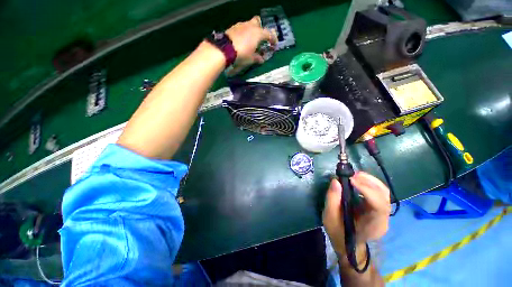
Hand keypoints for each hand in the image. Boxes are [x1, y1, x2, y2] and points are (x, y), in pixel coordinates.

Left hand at [225, 16, 277, 74]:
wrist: (225, 49)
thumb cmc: (242, 54)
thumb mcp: (251, 59)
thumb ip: (257, 58)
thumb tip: (261, 59)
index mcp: (258, 33)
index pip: (269, 34)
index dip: (273, 39)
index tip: (273, 45)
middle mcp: (251, 26)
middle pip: (258, 22)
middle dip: (260, 29)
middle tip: (260, 39)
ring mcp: (241, 25)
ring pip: (249, 24)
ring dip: (251, 31)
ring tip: (250, 41)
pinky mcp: (233, 27)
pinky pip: (241, 28)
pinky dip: (244, 33)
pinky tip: (241, 40)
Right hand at [323, 172, 390, 255]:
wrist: (347, 243)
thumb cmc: (338, 231)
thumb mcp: (329, 217)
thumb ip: (332, 199)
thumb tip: (335, 181)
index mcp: (373, 225)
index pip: (379, 205)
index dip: (367, 190)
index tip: (351, 180)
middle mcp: (383, 218)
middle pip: (384, 196)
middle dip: (369, 182)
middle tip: (352, 174)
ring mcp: (383, 213)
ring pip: (383, 192)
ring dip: (370, 180)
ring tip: (354, 175)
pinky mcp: (378, 208)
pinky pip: (378, 192)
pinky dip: (369, 183)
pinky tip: (358, 180)